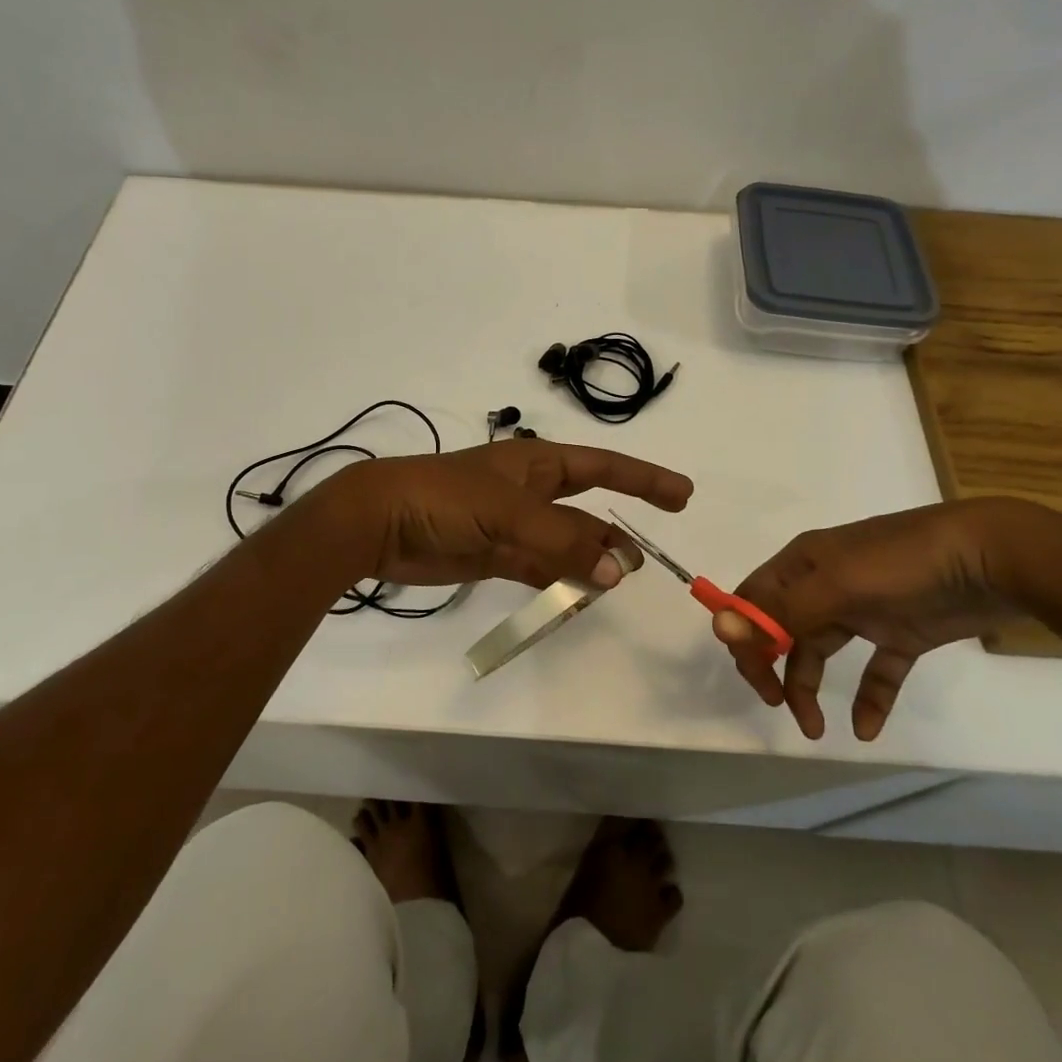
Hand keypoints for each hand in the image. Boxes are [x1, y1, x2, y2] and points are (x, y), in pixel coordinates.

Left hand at [315, 439, 692, 590]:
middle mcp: (529, 493)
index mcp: (537, 464)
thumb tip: (616, 571)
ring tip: (614, 583)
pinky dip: (560, 581)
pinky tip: (578, 597)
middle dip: (615, 531)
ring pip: (565, 544)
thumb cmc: (445, 497)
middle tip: (642, 562)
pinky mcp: (493, 557)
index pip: (603, 467)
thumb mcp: (508, 511)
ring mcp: (512, 526)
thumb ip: (562, 540)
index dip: (644, 478)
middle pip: (586, 510)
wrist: (379, 522)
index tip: (682, 494)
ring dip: (589, 561)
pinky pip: (539, 569)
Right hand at [713, 499, 1030, 741]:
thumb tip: (720, 626)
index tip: (756, 677)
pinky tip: (867, 729)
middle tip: (779, 704)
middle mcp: (826, 583)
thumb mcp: (837, 585)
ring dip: (810, 687)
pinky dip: (869, 698)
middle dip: (772, 666)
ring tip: (815, 728)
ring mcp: (865, 607)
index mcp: (803, 563)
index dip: (745, 636)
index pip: (754, 599)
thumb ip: (781, 611)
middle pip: (782, 628)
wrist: (992, 557)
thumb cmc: (904, 564)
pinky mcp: (903, 630)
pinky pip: (876, 669)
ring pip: (821, 650)